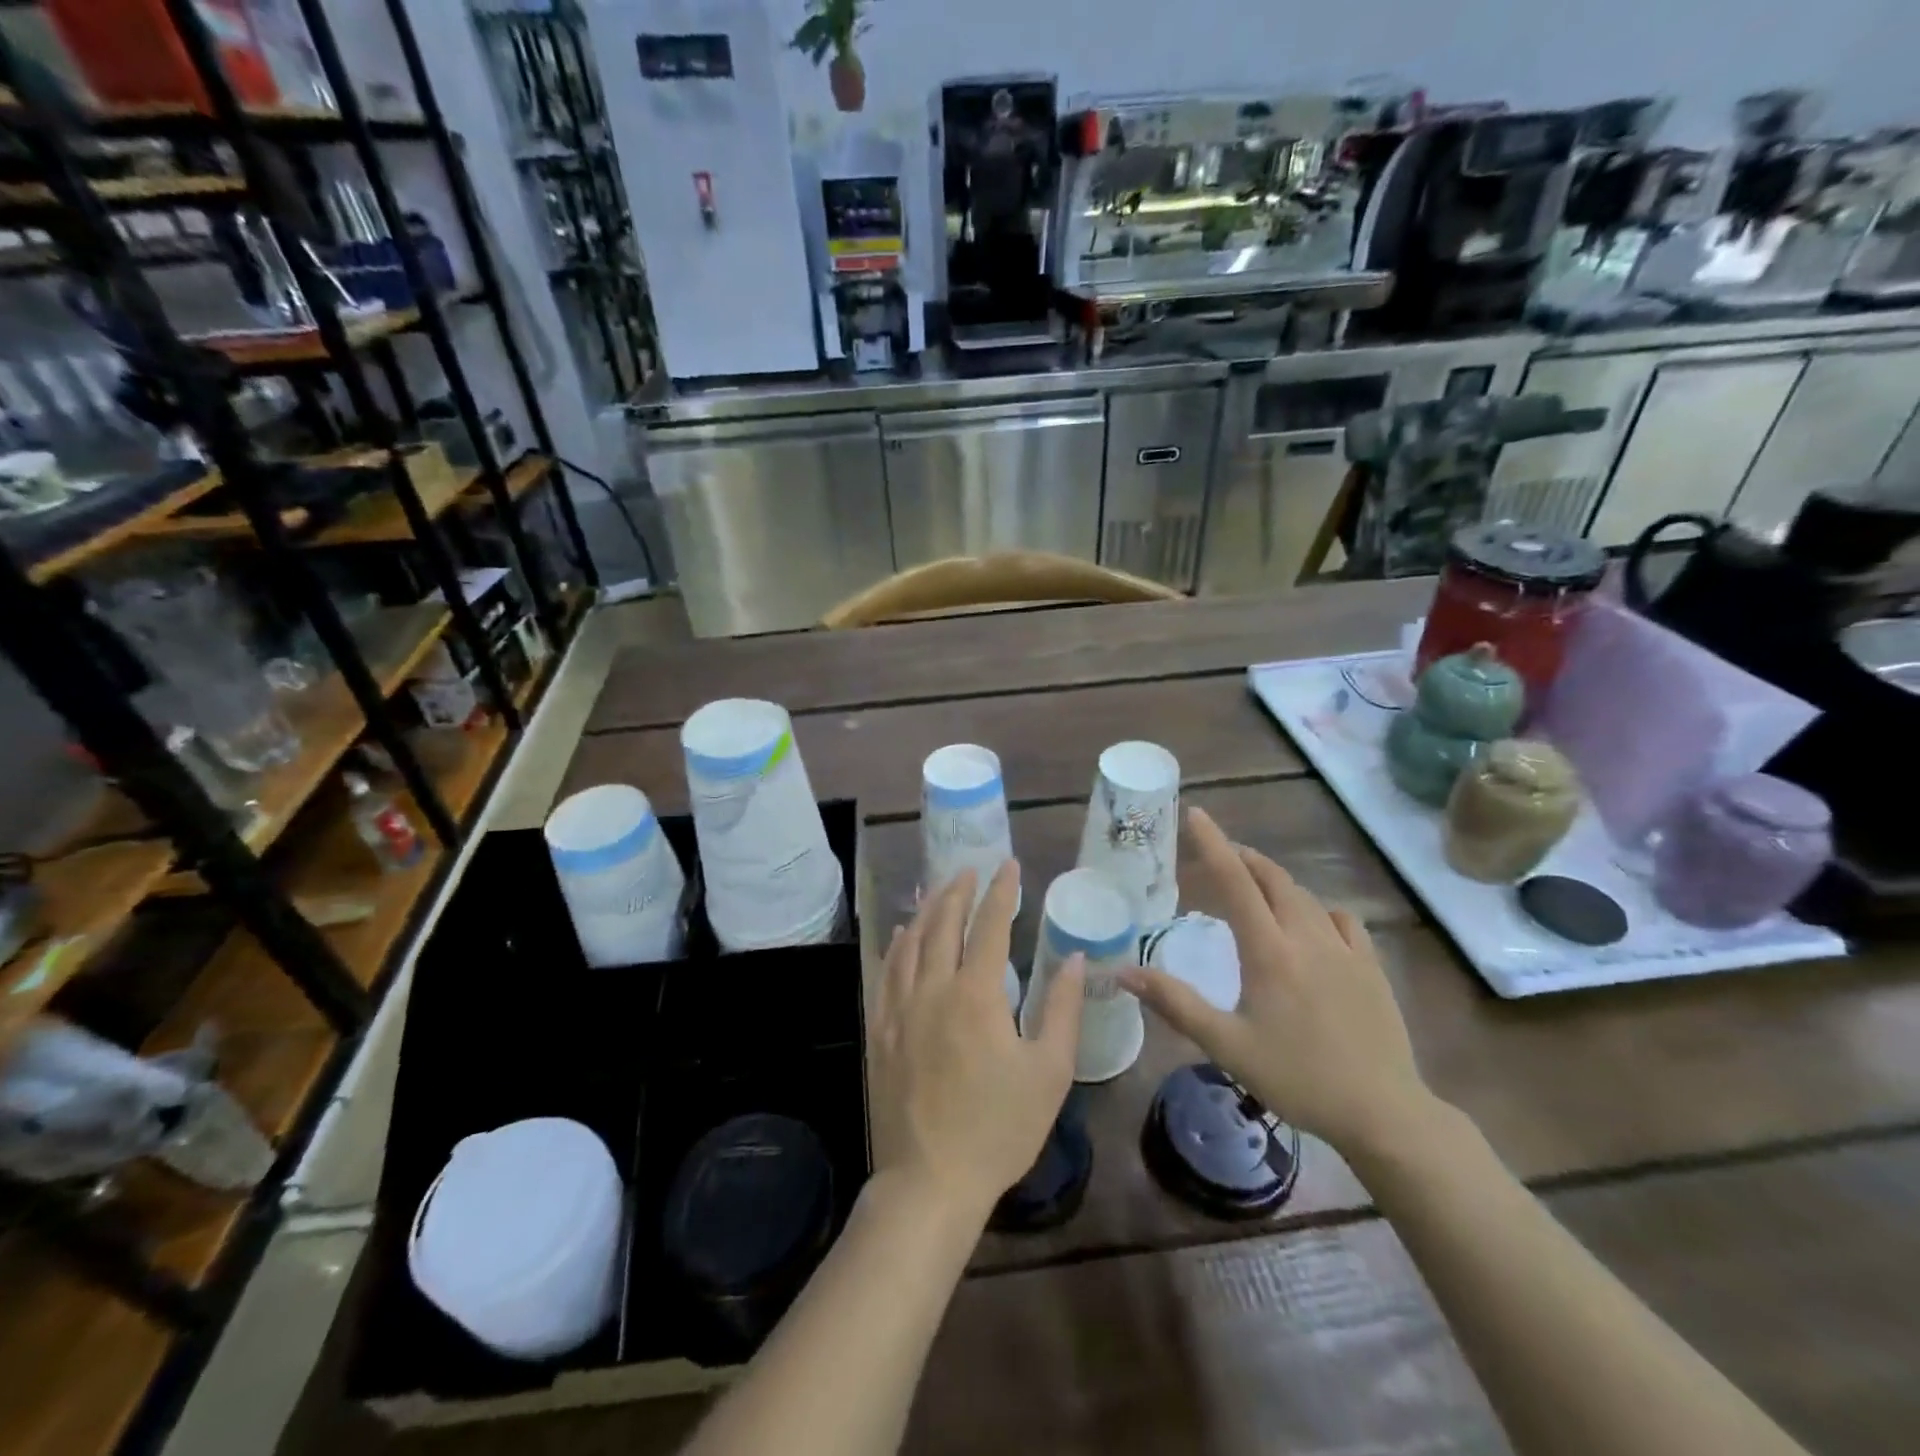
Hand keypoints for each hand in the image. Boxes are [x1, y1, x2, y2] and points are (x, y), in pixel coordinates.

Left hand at [870, 862, 1084, 1221]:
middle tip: (970, 869)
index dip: (1002, 891)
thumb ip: (1062, 1009)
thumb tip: (1074, 959)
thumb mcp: (1049, 1071)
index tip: (1010, 865)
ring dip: (927, 910)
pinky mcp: (880, 1030)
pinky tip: (902, 935)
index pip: (990, 926)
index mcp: (976, 994)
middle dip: (959, 890)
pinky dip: (897, 945)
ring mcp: (900, 1008)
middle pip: (944, 923)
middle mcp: (933, 988)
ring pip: (911, 942)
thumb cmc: (999, 1128)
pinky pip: (886, 972)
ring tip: (938, 889)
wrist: (930, 1180)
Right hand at [1119, 807, 1433, 1156]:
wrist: (1383, 1113)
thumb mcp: (1226, 1045)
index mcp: (1269, 951)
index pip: (1235, 882)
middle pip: (1273, 879)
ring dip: (1275, 881)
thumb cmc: (1297, 1078)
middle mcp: (1307, 937)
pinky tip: (1312, 923)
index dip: (1213, 844)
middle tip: (1218, 856)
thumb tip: (1124, 970)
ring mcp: (1345, 949)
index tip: (1195, 814)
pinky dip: (1317, 908)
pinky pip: (1342, 919)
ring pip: (1305, 896)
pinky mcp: (1371, 967)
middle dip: (1243, 858)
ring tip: (1254, 886)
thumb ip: (1175, 1003)